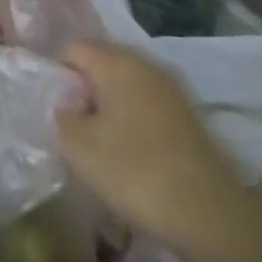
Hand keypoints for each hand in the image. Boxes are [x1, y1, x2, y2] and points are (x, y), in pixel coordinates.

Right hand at [55, 40, 247, 251]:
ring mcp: (169, 90)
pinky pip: (145, 106)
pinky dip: (131, 122)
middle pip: (102, 64)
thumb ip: (61, 118)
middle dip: (84, 91)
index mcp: (117, 62)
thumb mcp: (79, 148)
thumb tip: (63, 106)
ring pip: (125, 86)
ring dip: (108, 108)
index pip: (75, 49)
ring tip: (98, 145)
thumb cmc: (133, 170)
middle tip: (73, 128)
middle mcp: (145, 65)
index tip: (55, 110)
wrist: (207, 212)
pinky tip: (128, 155)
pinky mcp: (185, 116)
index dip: (59, 74)